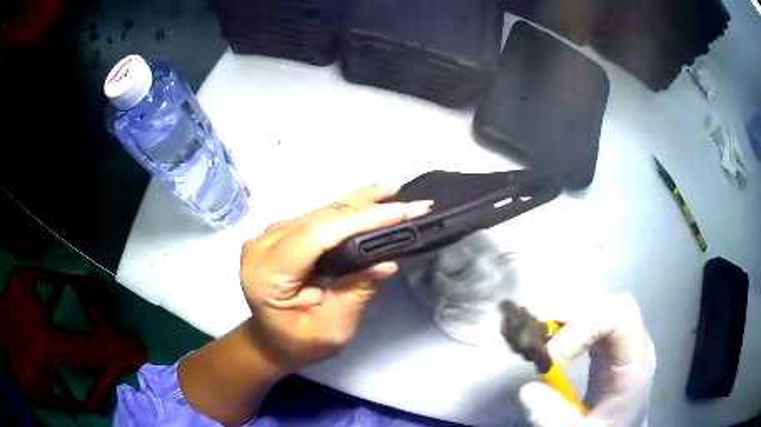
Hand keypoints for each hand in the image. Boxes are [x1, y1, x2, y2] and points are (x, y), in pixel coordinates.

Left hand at [240, 185, 432, 370]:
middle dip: (367, 207)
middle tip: (410, 202)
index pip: (316, 236)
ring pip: (319, 213)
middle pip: (319, 218)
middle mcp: (262, 246)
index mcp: (267, 274)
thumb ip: (356, 293)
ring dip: (358, 204)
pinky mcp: (278, 235)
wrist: (270, 342)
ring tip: (393, 193)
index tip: (400, 213)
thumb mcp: (332, 329)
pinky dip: (345, 212)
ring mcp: (268, 237)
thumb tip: (386, 262)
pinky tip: (368, 202)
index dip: (359, 220)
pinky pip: (315, 218)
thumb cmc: (298, 344)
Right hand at [519, 294, 655, 426]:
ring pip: (593, 306)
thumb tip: (528, 389)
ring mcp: (618, 338)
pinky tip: (546, 341)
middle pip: (604, 304)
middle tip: (534, 342)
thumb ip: (558, 418)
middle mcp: (630, 340)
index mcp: (635, 361)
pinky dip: (562, 324)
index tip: (552, 355)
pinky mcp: (605, 342)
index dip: (585, 324)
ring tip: (535, 340)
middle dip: (567, 317)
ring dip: (561, 317)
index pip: (621, 315)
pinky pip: (586, 319)